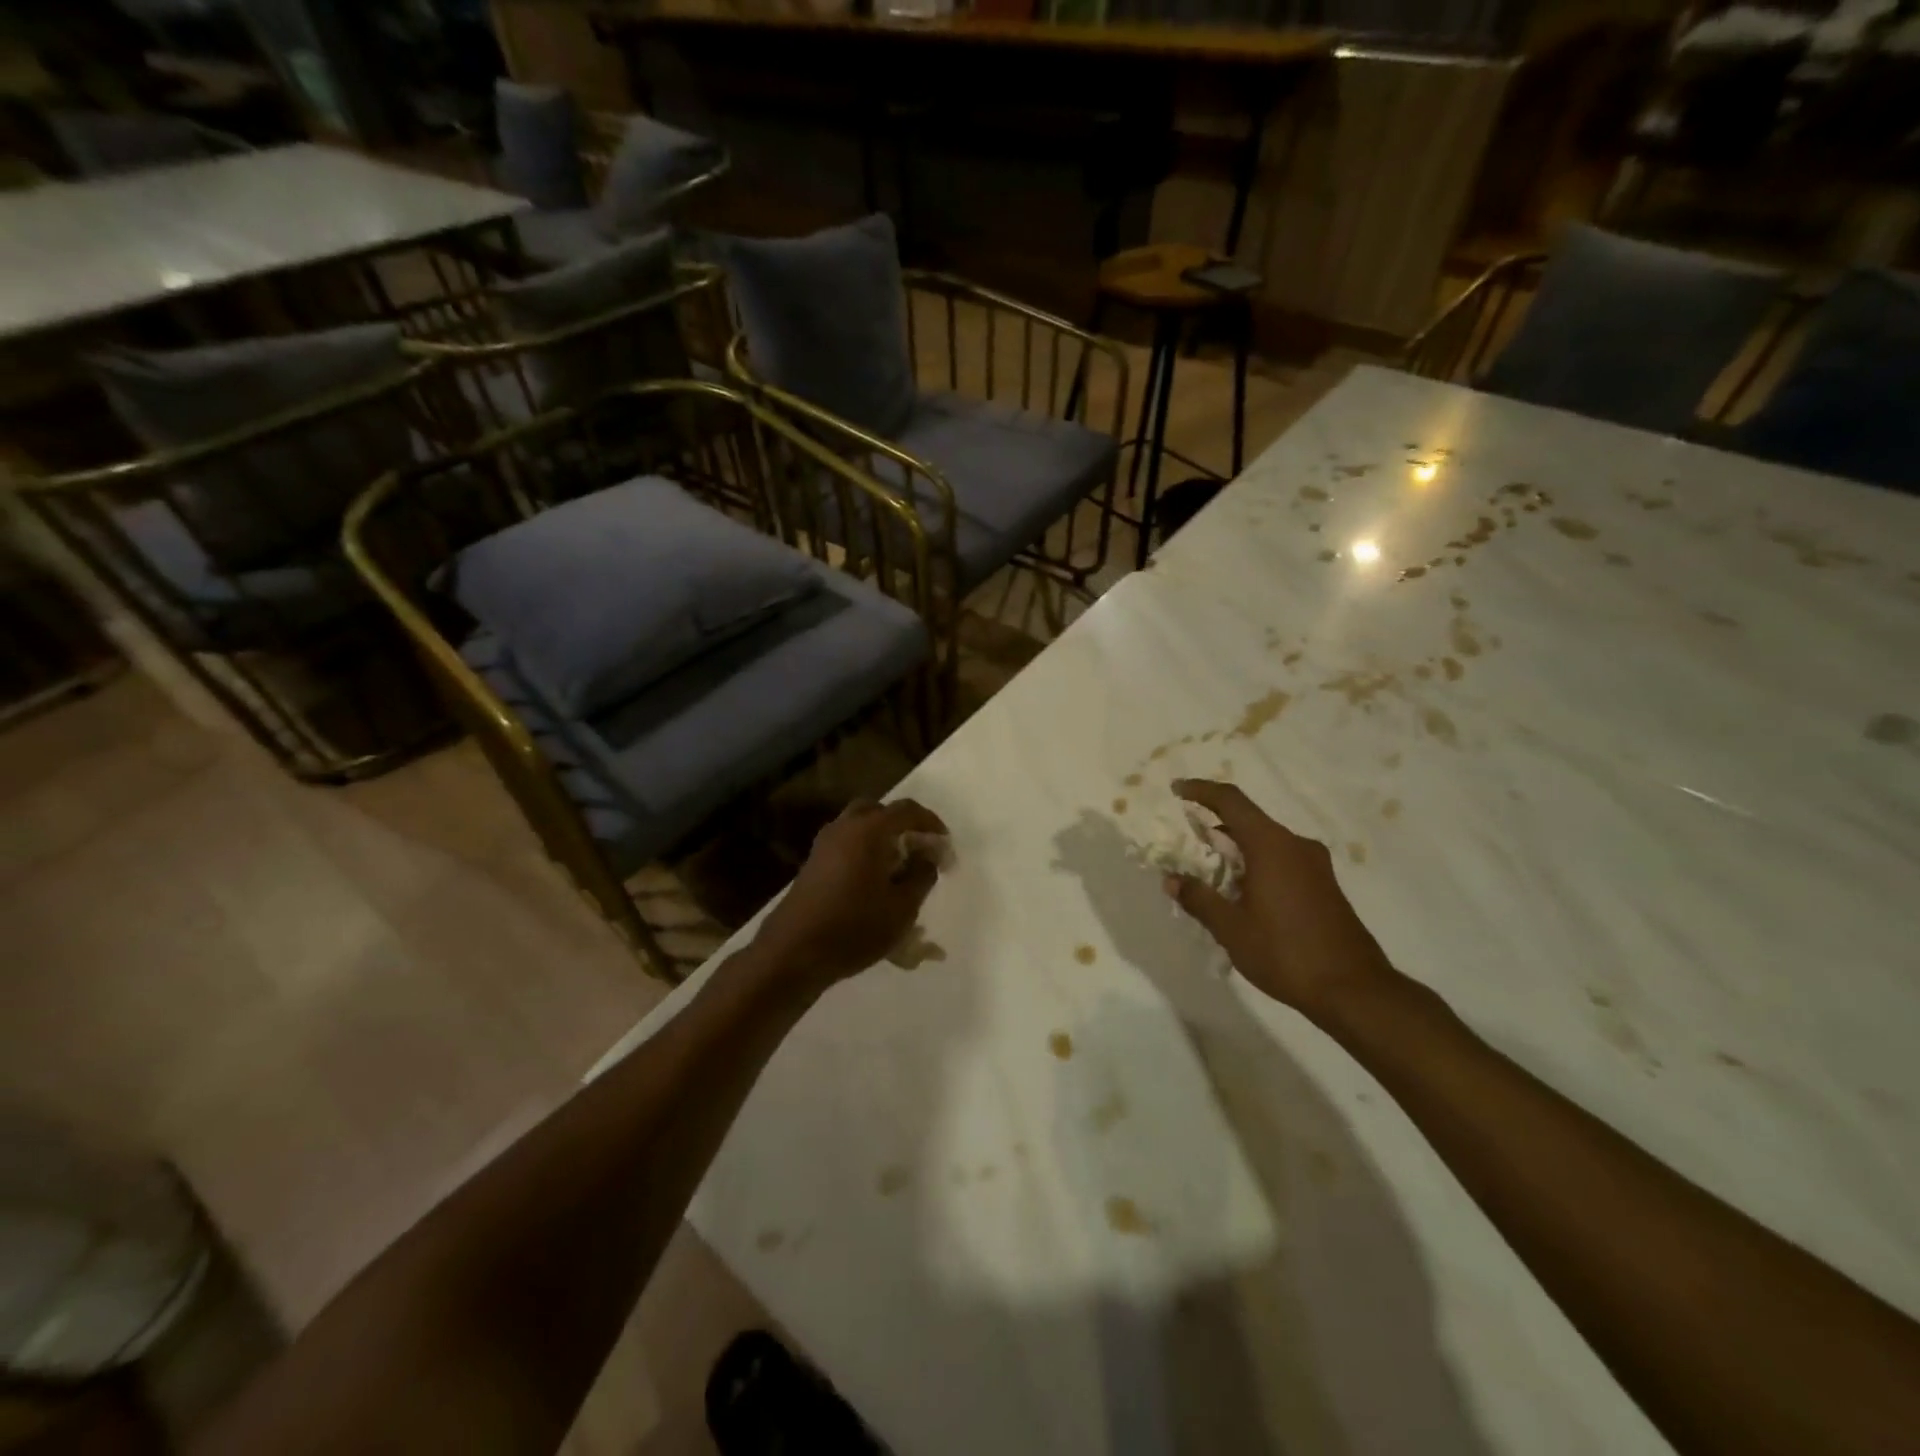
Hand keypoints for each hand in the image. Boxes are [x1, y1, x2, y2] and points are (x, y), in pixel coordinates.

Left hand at [755, 798, 949, 989]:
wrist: (793, 952)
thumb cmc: (854, 927)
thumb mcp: (902, 907)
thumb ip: (922, 875)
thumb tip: (927, 857)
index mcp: (869, 830)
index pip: (907, 810)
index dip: (931, 823)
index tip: (945, 844)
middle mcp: (844, 828)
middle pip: (878, 811)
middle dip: (902, 825)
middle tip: (918, 849)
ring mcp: (824, 845)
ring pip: (858, 826)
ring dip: (881, 838)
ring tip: (898, 867)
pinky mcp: (813, 864)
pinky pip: (846, 844)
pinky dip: (864, 851)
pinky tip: (873, 882)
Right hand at [1162, 779, 1397, 1024]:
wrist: (1354, 990)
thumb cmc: (1285, 952)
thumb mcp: (1231, 928)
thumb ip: (1199, 898)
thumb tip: (1172, 879)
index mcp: (1272, 845)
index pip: (1231, 801)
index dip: (1201, 790)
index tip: (1177, 790)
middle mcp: (1296, 845)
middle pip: (1249, 821)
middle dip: (1215, 827)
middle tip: (1188, 843)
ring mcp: (1315, 866)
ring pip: (1266, 843)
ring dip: (1236, 850)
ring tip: (1210, 875)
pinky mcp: (1324, 886)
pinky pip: (1282, 860)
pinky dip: (1257, 865)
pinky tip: (1242, 895)